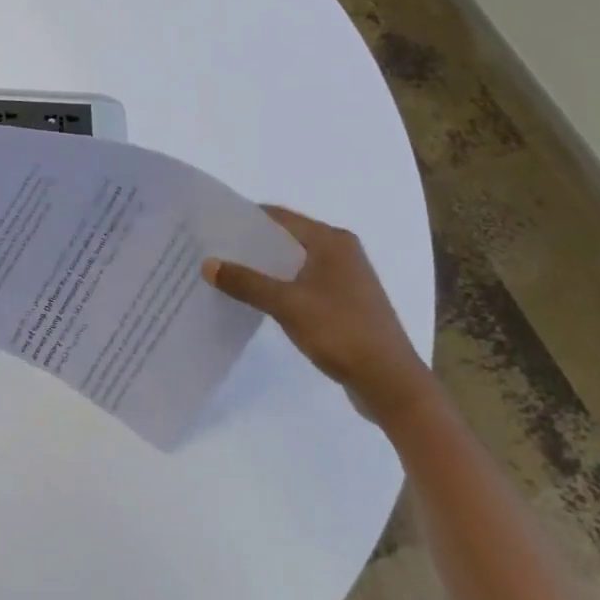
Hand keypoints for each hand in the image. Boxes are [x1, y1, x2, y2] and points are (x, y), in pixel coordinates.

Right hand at [203, 206, 432, 427]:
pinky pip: (304, 282)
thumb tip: (208, 264)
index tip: (213, 225)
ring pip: (295, 262)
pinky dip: (281, 285)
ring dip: (265, 267)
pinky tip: (258, 298)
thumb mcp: (287, 304)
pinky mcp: (346, 302)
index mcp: (331, 240)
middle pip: (287, 237)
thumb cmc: (341, 332)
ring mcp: (346, 278)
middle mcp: (341, 251)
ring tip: (228, 273)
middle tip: (213, 249)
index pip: (279, 217)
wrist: (391, 383)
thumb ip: (246, 282)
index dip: (245, 218)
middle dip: (251, 244)